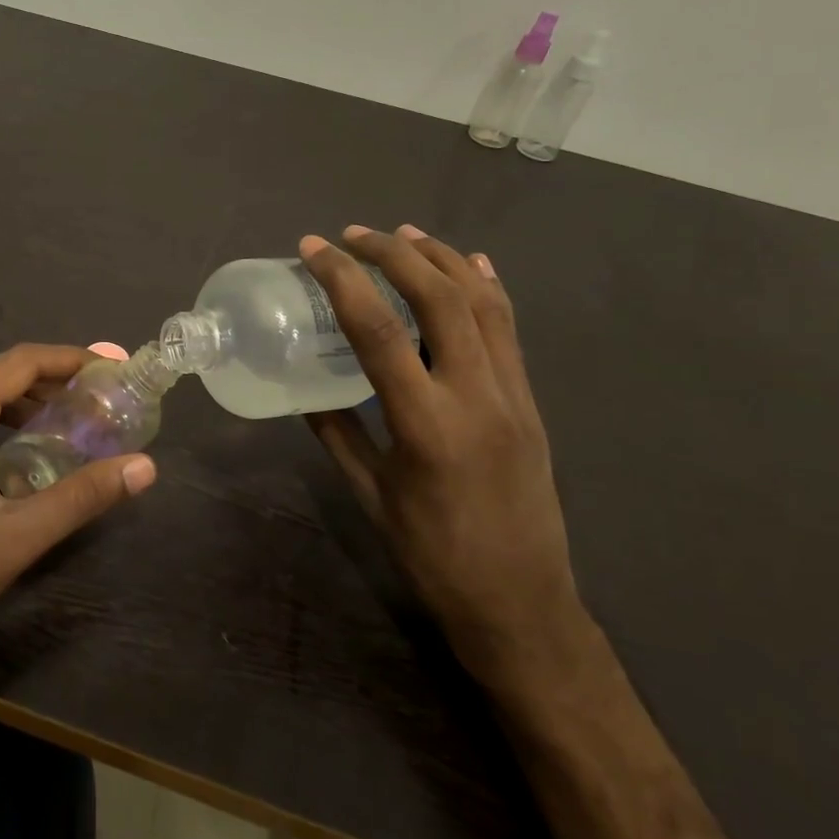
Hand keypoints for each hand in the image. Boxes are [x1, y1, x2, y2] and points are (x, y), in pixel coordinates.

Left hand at [0, 344, 156, 683]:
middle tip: (103, 401)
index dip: (71, 360)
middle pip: (0, 377)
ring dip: (27, 407)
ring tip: (74, 425)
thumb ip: (80, 496)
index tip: (114, 369)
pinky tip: (25, 458)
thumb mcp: (13, 538)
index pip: (20, 363)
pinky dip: (0, 430)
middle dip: (54, 384)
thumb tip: (145, 467)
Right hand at [299, 226, 583, 680]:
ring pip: (483, 303)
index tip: (314, 249)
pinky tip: (470, 265)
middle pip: (439, 298)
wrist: (522, 604)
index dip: (343, 279)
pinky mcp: (531, 402)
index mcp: (426, 423)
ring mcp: (513, 395)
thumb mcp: (371, 493)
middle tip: (353, 234)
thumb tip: (306, 390)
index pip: (379, 329)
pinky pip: (510, 330)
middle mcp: (477, 395)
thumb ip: (337, 432)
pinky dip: (486, 288)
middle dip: (393, 253)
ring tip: (405, 234)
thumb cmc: (433, 555)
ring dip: (441, 258)